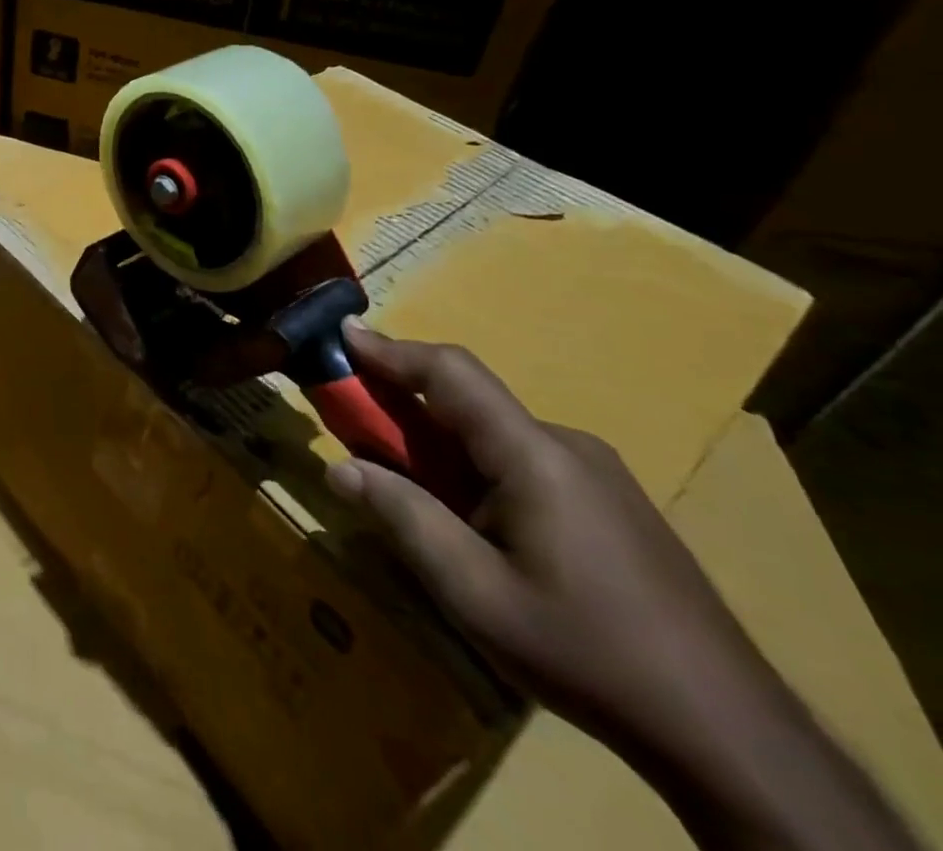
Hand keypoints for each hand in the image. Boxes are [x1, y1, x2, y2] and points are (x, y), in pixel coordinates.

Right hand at [323, 322, 777, 758]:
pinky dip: (475, 469)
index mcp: (535, 455)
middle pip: (469, 403)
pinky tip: (472, 524)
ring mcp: (598, 476)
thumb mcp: (474, 593)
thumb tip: (339, 468)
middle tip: (355, 432)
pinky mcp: (612, 505)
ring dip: (440, 445)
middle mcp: (568, 447)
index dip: (390, 350)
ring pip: (495, 436)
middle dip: (403, 407)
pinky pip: (524, 463)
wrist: (734, 738)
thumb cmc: (587, 652)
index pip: (451, 373)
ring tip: (408, 490)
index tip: (341, 335)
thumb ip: (403, 518)